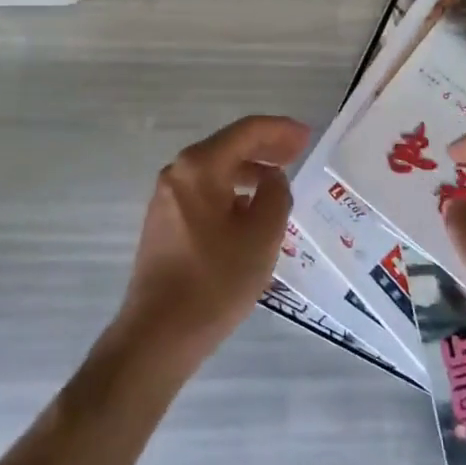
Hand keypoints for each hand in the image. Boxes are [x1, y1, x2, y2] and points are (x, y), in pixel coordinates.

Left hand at [116, 115, 310, 372]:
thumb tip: (272, 179)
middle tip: (299, 151)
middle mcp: (178, 172)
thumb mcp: (262, 236)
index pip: (247, 131)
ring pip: (216, 169)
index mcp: (200, 166)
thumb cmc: (215, 281)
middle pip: (229, 145)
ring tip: (279, 180)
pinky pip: (205, 190)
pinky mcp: (164, 220)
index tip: (307, 135)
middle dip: (266, 146)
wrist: (158, 334)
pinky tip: (250, 208)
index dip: (280, 130)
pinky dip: (231, 189)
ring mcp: (167, 196)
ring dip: (250, 169)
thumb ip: (276, 195)